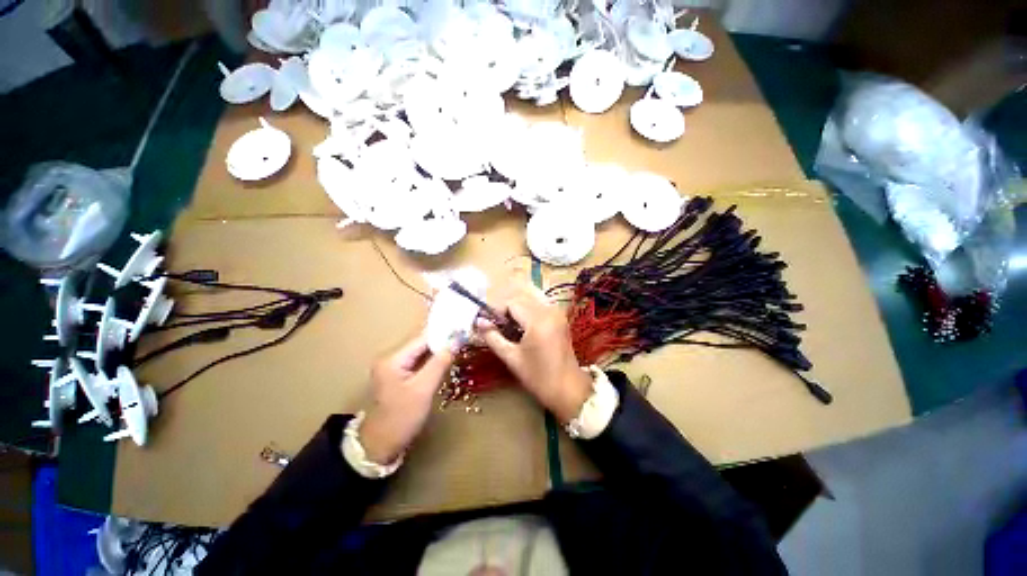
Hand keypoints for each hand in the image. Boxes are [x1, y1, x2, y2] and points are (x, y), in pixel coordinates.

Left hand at [359, 336, 453, 463]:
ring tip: (458, 346)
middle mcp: (391, 358)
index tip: (462, 329)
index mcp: (393, 359)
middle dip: (442, 342)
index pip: (422, 339)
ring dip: (439, 351)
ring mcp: (393, 367)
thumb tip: (456, 341)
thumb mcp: (424, 389)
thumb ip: (440, 362)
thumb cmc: (402, 418)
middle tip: (463, 338)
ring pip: (421, 353)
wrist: (381, 445)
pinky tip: (446, 359)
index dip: (443, 334)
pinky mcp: (398, 376)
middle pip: (421, 344)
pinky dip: (433, 360)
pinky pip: (419, 362)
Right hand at [477, 283, 591, 422]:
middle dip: (506, 310)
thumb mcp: (512, 358)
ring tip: (509, 328)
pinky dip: (528, 312)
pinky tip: (523, 328)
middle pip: (521, 299)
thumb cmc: (538, 377)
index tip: (488, 324)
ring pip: (531, 301)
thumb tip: (479, 322)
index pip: (511, 303)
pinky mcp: (561, 318)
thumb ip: (493, 337)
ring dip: (517, 310)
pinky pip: (540, 307)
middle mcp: (549, 311)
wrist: (568, 389)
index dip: (497, 311)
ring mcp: (557, 314)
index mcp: (537, 320)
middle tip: (496, 326)